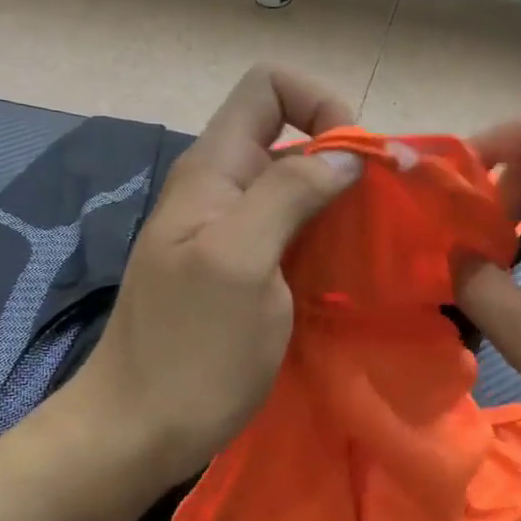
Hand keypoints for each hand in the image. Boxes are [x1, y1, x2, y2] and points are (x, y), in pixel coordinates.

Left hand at [70, 66, 363, 489]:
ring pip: (296, 187)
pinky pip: (294, 233)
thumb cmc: (191, 350)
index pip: (268, 88)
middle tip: (381, 210)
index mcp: (214, 171)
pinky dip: (328, 238)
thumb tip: (346, 155)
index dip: (319, 104)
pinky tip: (349, 271)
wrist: (139, 431)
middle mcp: (222, 190)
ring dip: (341, 203)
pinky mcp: (244, 272)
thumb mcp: (241, 262)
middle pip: (290, 136)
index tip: (357, 162)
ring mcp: (231, 234)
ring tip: (374, 242)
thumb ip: (288, 194)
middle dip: (342, 159)